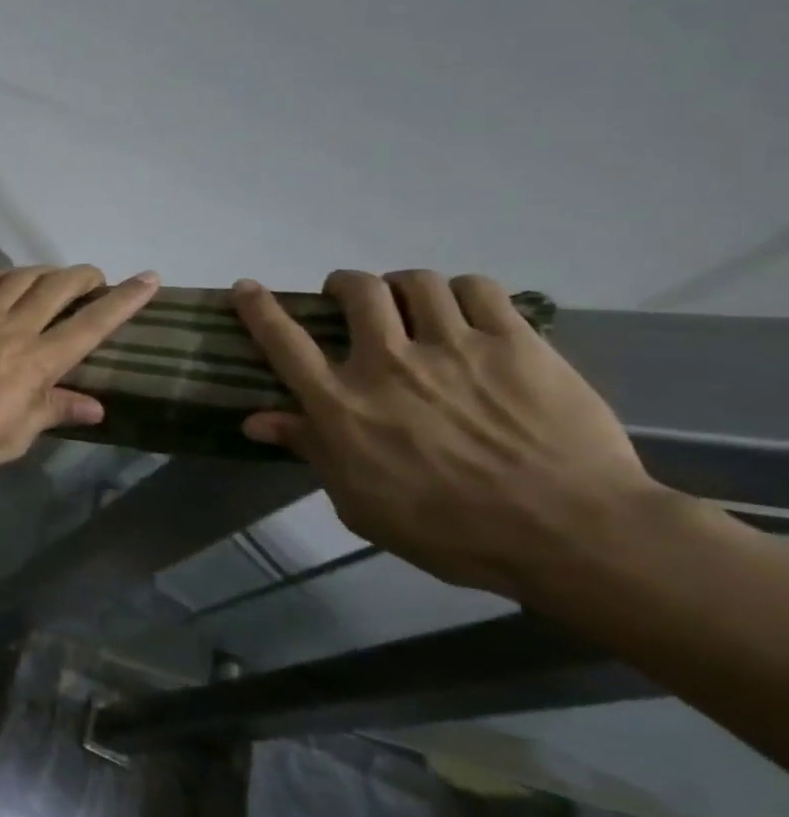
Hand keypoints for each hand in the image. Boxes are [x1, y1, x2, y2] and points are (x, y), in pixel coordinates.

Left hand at [0, 266, 159, 475]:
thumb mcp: (13, 437)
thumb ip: (53, 413)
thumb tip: (96, 407)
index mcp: (36, 362)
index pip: (91, 325)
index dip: (124, 301)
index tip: (148, 278)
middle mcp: (13, 328)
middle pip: (57, 287)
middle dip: (84, 276)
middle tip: (96, 279)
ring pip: (21, 278)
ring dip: (46, 271)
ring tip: (55, 277)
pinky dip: (4, 276)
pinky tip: (6, 280)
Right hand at [234, 269, 659, 594]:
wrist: (572, 534)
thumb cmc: (449, 530)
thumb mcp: (359, 502)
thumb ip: (311, 450)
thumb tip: (256, 421)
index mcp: (342, 404)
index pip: (283, 341)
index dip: (258, 308)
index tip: (245, 287)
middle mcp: (387, 363)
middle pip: (356, 291)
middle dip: (345, 285)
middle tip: (350, 298)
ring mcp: (454, 347)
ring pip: (416, 282)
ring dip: (402, 285)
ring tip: (410, 301)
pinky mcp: (516, 343)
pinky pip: (479, 289)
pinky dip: (461, 290)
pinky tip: (464, 307)